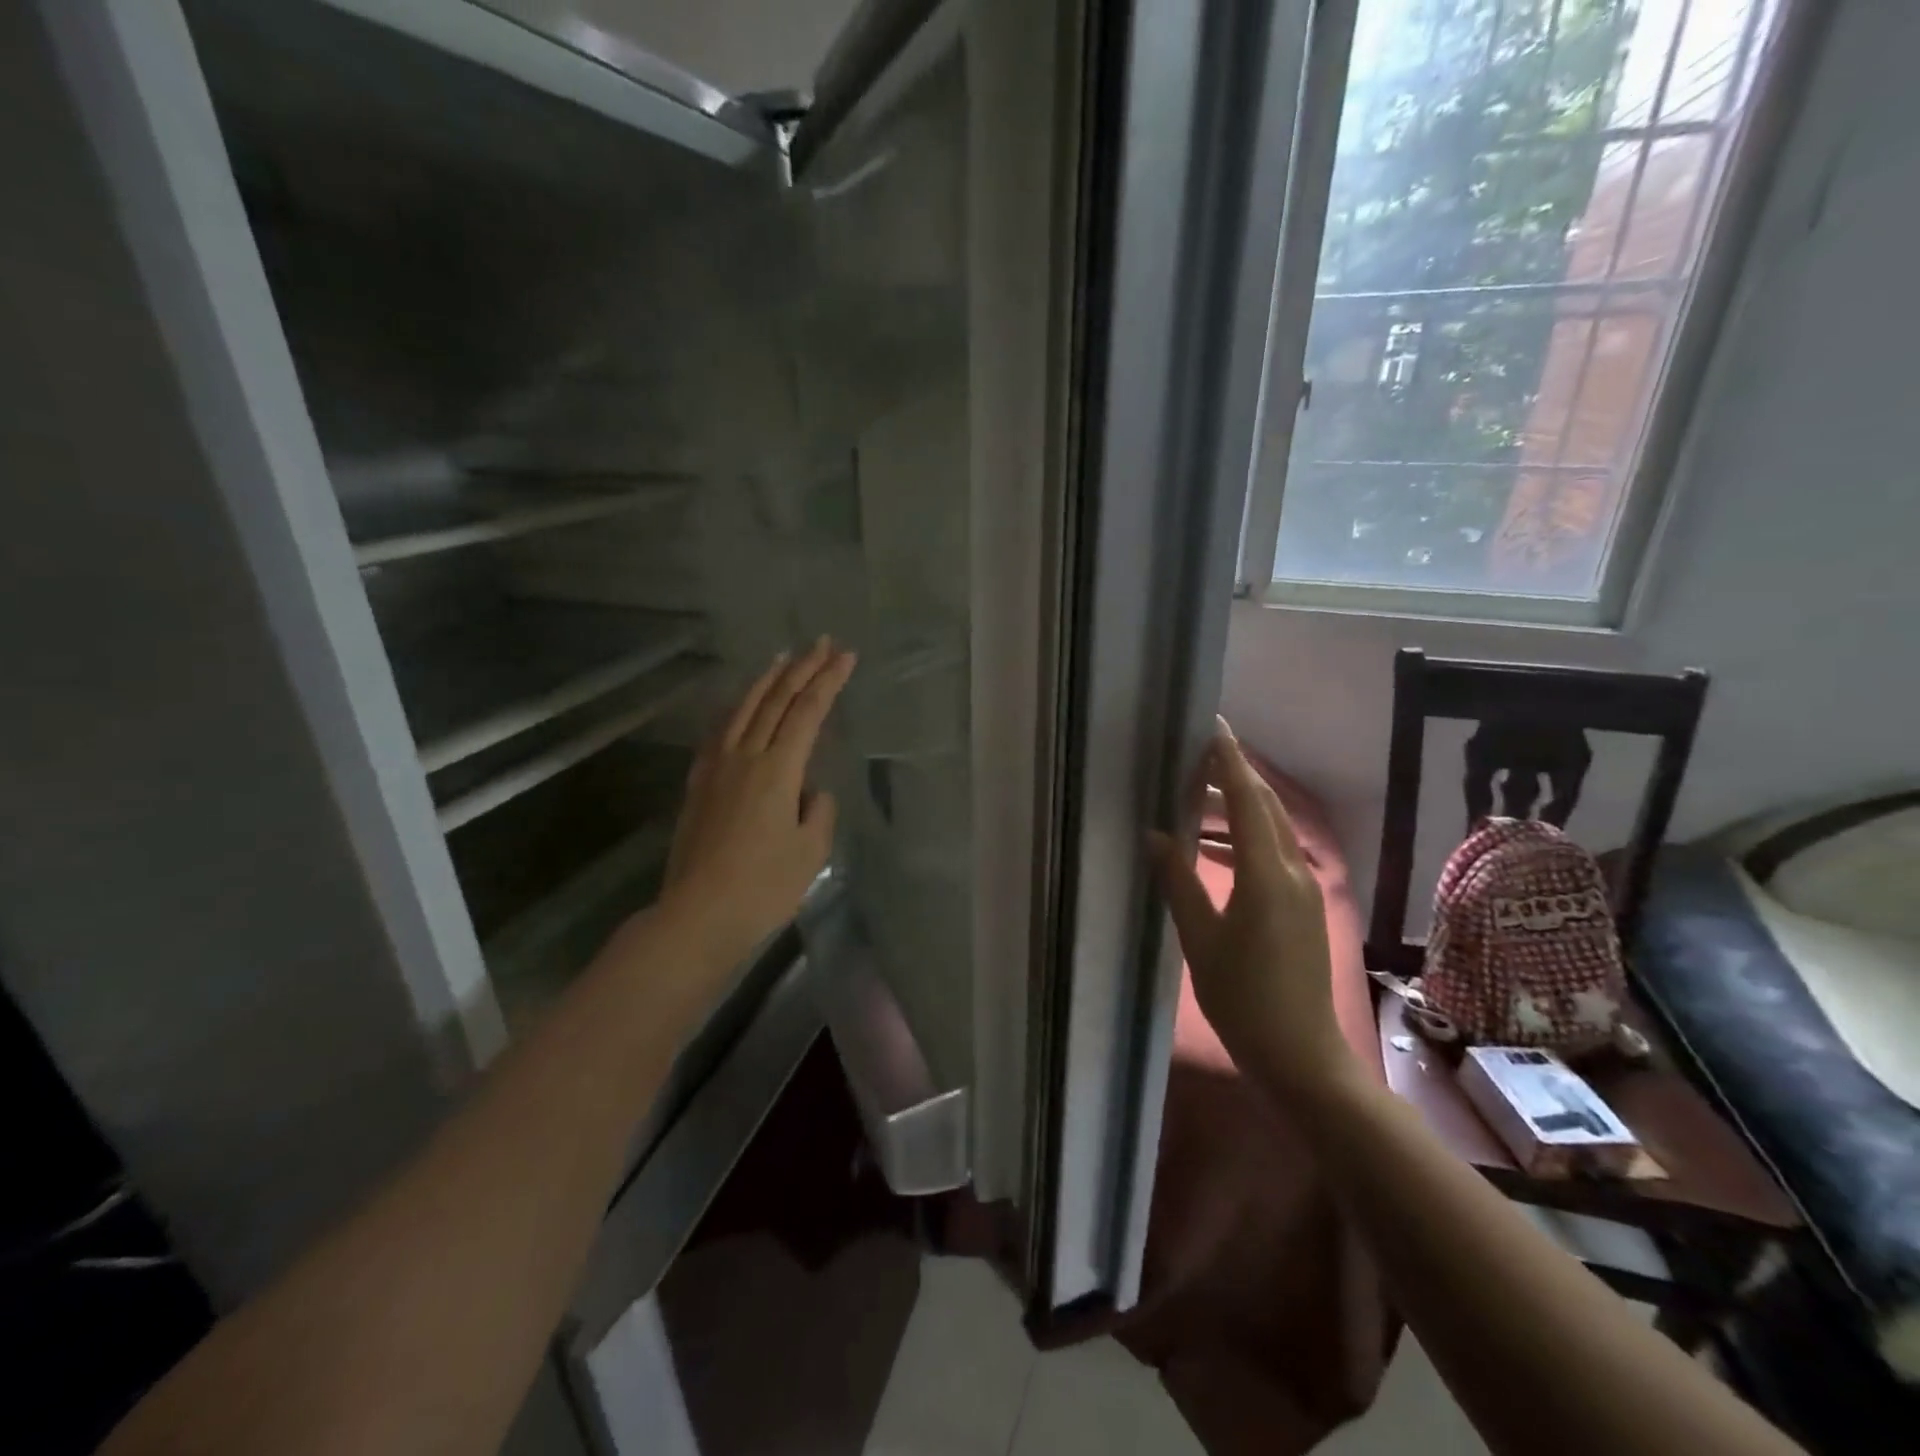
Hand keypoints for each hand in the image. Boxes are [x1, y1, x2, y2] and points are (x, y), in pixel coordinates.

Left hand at [658, 638, 855, 966]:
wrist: (698, 914)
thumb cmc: (764, 887)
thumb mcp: (810, 850)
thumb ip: (818, 810)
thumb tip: (809, 792)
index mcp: (778, 769)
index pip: (808, 712)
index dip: (829, 681)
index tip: (847, 657)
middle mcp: (745, 757)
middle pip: (776, 701)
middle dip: (802, 669)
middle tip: (823, 643)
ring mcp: (716, 768)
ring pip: (743, 710)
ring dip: (766, 681)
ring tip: (782, 658)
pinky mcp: (698, 785)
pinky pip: (719, 732)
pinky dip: (736, 710)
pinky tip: (739, 707)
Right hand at [1150, 720, 1354, 1102]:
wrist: (1302, 1057)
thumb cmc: (1244, 999)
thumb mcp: (1200, 939)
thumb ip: (1178, 881)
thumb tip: (1155, 835)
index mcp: (1266, 875)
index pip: (1248, 800)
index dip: (1230, 761)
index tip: (1213, 726)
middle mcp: (1293, 871)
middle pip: (1266, 807)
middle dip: (1235, 776)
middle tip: (1197, 755)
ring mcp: (1305, 890)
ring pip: (1272, 830)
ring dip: (1238, 808)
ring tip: (1195, 800)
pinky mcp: (1305, 907)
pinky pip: (1274, 854)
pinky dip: (1246, 838)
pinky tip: (1213, 850)